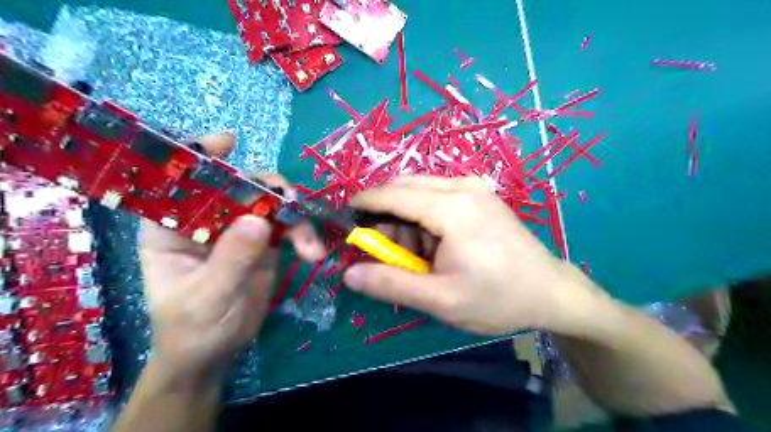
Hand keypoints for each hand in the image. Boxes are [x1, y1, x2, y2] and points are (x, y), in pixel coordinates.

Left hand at [140, 133, 326, 378]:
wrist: (216, 354)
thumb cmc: (194, 328)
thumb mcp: (208, 298)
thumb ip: (232, 259)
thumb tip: (259, 220)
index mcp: (171, 228)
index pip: (180, 182)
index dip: (201, 157)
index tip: (229, 142)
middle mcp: (206, 220)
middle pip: (238, 187)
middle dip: (268, 191)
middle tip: (292, 205)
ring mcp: (238, 229)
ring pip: (269, 204)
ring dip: (295, 217)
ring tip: (310, 246)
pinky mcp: (263, 242)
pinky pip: (286, 225)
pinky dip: (303, 234)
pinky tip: (313, 252)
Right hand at [343, 178, 601, 334]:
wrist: (550, 291)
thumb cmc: (497, 298)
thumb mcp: (440, 300)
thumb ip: (391, 284)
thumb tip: (349, 275)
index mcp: (452, 209)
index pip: (393, 194)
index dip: (363, 203)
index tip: (344, 219)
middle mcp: (462, 186)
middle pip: (404, 187)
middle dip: (385, 214)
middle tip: (385, 250)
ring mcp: (474, 187)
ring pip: (419, 190)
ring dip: (405, 217)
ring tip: (415, 254)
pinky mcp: (480, 194)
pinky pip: (437, 194)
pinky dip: (423, 216)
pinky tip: (435, 243)